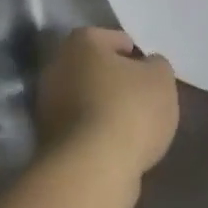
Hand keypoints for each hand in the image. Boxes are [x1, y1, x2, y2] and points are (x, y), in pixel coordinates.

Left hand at [37, 28, 179, 178]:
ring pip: (85, 98)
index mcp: (82, 42)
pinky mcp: (46, 137)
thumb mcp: (161, 79)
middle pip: (95, 68)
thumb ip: (156, 66)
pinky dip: (95, 132)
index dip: (138, 56)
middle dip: (116, 81)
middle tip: (143, 100)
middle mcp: (56, 66)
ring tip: (132, 127)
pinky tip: (115, 146)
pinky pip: (80, 126)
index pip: (116, 39)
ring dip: (104, 108)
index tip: (152, 78)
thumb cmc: (130, 110)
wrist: (92, 168)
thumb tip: (146, 67)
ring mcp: (46, 103)